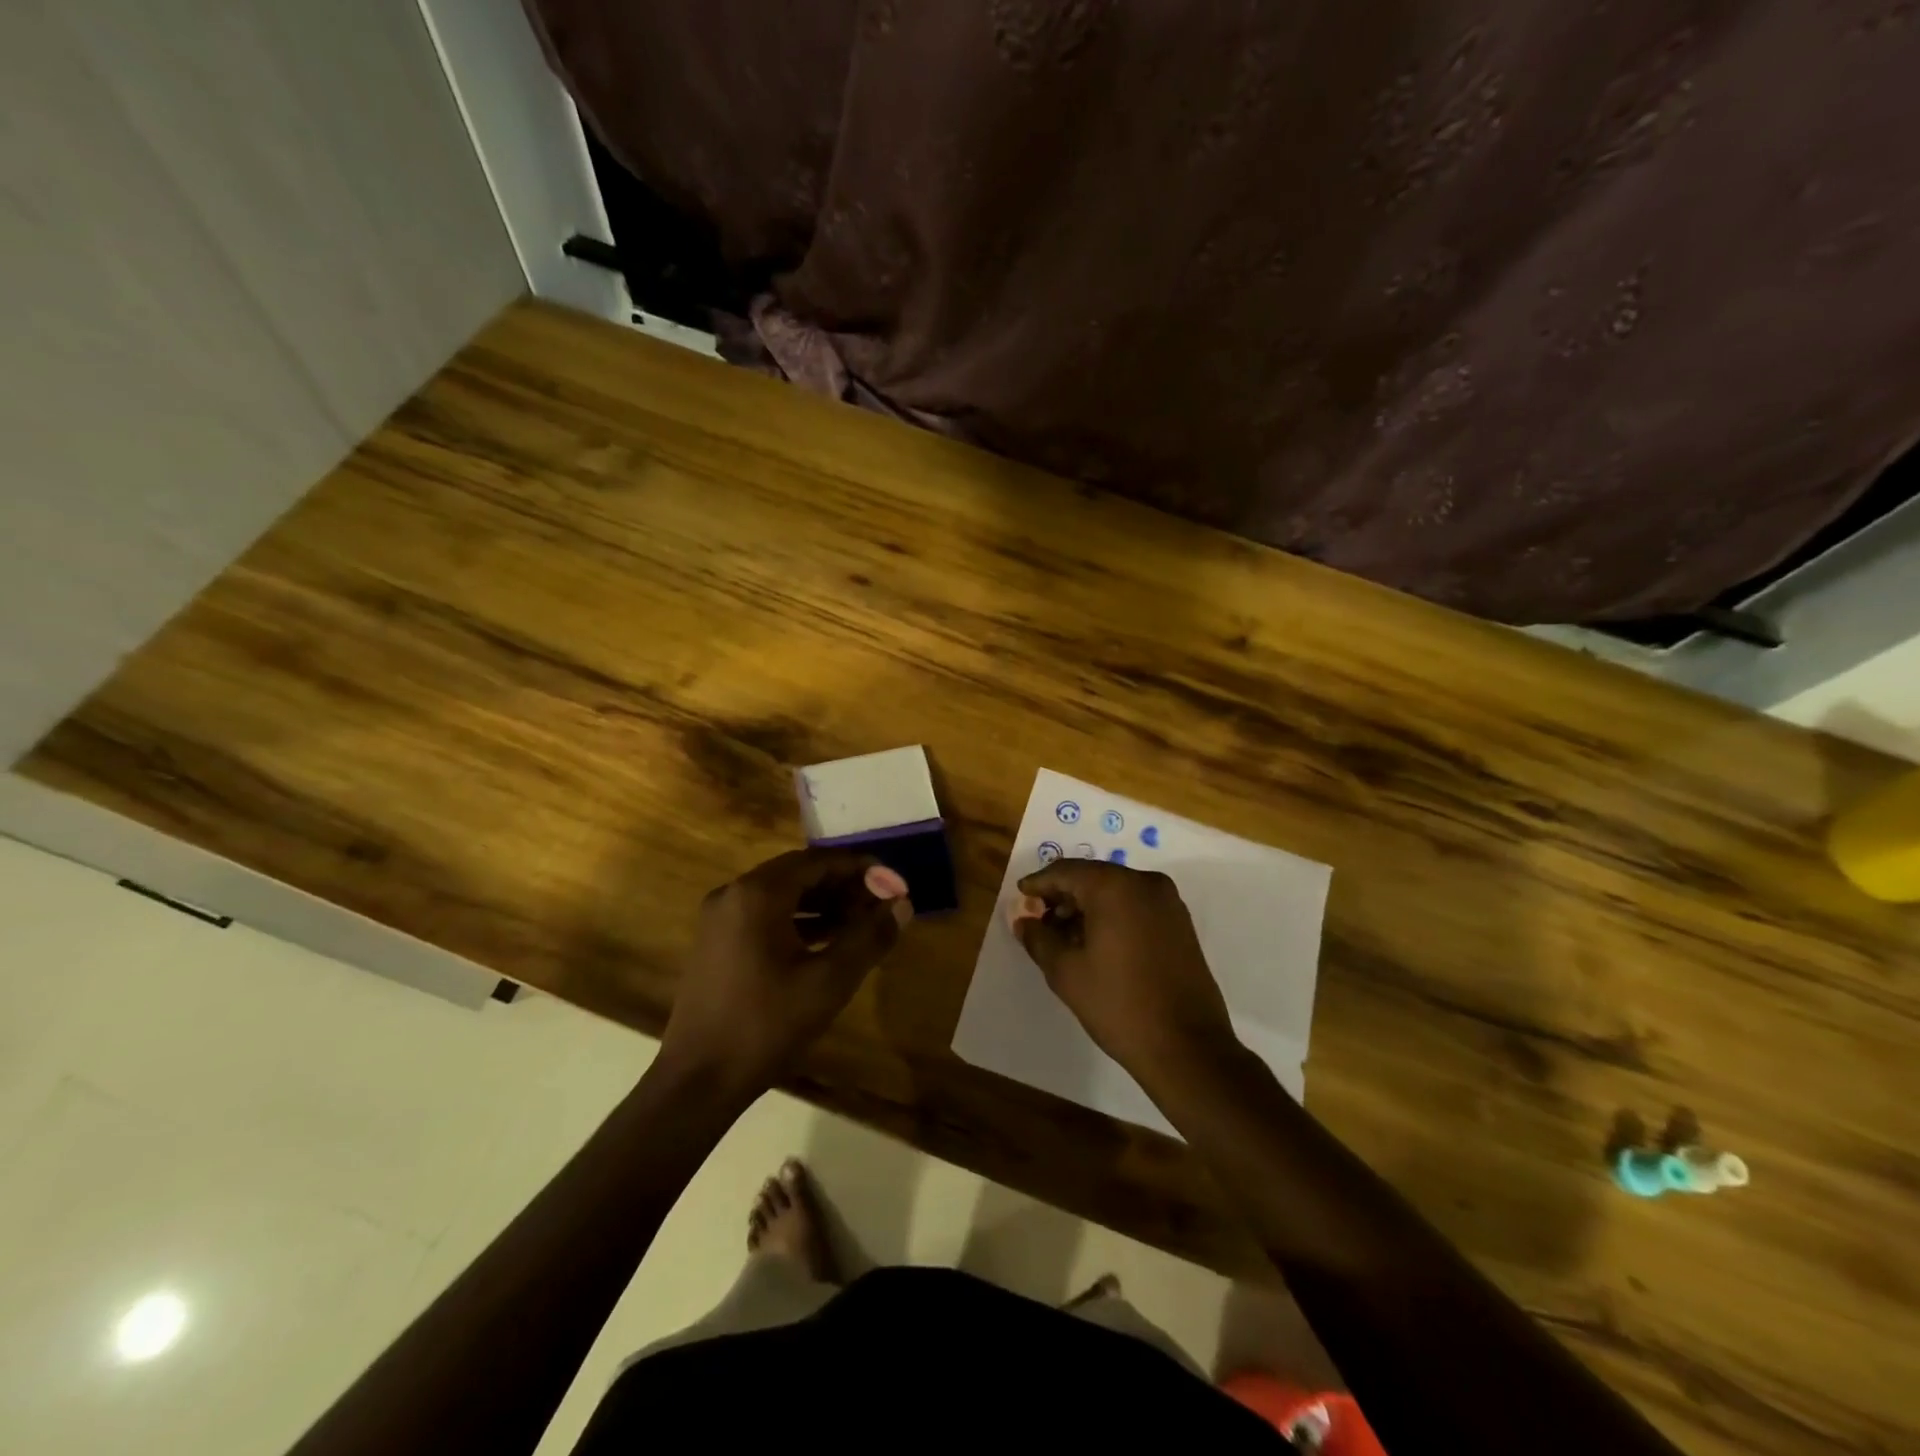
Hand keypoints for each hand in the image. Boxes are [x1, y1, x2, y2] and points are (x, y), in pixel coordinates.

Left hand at [662, 849, 912, 1097]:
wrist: (698, 1081)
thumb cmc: (766, 1025)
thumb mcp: (829, 981)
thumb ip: (870, 937)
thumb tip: (902, 904)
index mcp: (757, 894)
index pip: (817, 861)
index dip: (859, 868)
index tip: (892, 882)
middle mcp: (733, 894)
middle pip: (798, 874)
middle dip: (842, 886)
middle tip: (880, 903)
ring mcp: (719, 919)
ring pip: (782, 896)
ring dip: (822, 904)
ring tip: (861, 923)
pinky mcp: (716, 943)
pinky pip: (765, 916)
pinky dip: (798, 921)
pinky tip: (826, 942)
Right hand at [1009, 859, 1238, 1085]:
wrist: (1187, 1047)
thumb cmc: (1118, 1005)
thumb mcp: (1066, 972)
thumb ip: (1039, 938)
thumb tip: (1024, 921)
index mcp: (1115, 887)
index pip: (1066, 871)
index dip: (1039, 883)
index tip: (1020, 896)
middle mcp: (1145, 883)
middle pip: (1092, 878)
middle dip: (1063, 896)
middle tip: (1038, 919)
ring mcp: (1168, 903)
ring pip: (1115, 892)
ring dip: (1087, 907)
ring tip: (1063, 936)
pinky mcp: (1180, 924)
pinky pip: (1136, 906)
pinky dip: (1112, 916)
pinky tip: (1094, 943)